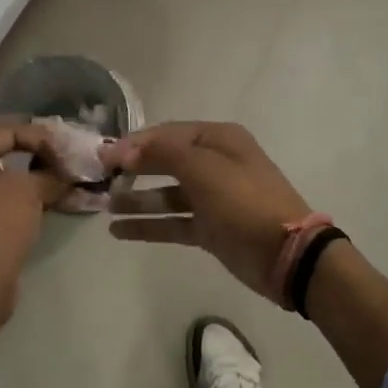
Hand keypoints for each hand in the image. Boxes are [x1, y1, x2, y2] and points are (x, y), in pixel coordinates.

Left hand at [0, 123, 67, 332]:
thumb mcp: (27, 191)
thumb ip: (50, 173)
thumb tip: (69, 172)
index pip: (8, 130)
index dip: (41, 136)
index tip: (70, 148)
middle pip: (7, 149)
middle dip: (41, 153)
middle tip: (71, 157)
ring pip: (10, 175)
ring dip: (39, 175)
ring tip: (70, 177)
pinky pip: (8, 197)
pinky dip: (31, 195)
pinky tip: (58, 198)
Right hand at [103, 122, 311, 302]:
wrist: (287, 254)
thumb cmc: (244, 201)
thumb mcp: (204, 168)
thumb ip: (162, 153)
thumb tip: (125, 149)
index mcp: (218, 139)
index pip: (167, 133)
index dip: (134, 143)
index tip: (104, 156)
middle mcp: (214, 163)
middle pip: (165, 161)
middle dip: (133, 168)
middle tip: (100, 177)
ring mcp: (212, 197)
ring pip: (166, 193)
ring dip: (137, 198)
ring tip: (106, 205)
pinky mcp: (210, 228)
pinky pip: (173, 221)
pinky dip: (148, 224)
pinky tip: (119, 230)